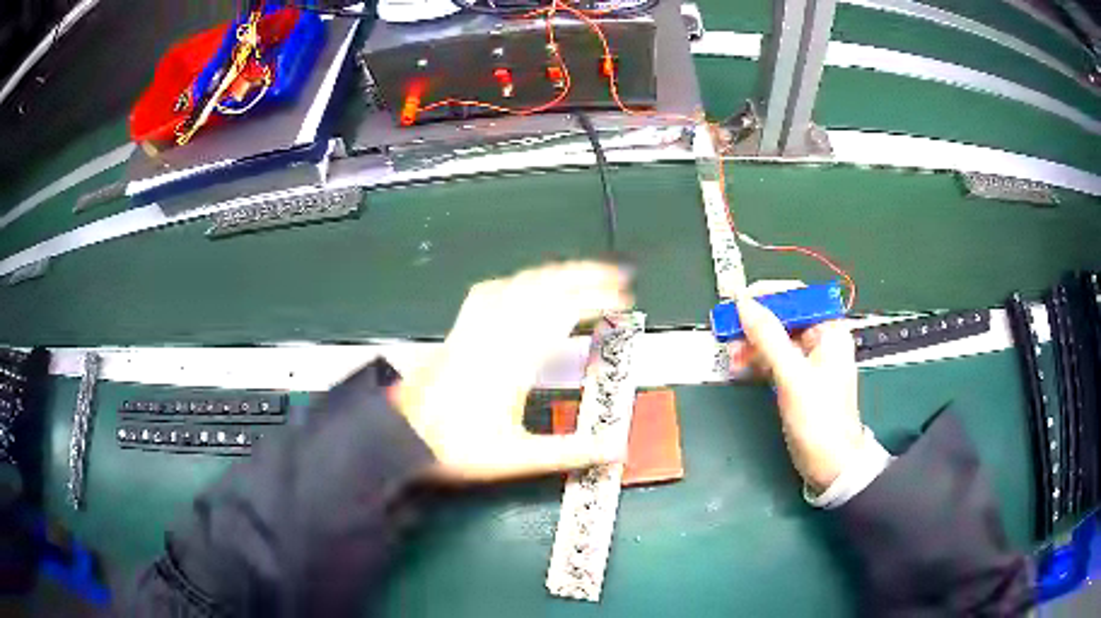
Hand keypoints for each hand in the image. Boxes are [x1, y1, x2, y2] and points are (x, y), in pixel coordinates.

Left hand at [396, 262, 632, 481]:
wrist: (402, 436)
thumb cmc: (457, 447)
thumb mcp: (519, 457)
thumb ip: (572, 452)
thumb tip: (616, 450)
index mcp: (516, 362)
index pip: (564, 314)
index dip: (598, 300)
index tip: (623, 300)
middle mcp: (497, 334)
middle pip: (545, 288)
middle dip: (586, 276)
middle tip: (616, 278)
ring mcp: (475, 327)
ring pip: (520, 284)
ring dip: (556, 274)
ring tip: (581, 274)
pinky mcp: (460, 330)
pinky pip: (490, 291)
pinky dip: (516, 282)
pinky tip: (524, 285)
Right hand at [732, 284, 863, 491]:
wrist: (830, 465)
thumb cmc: (819, 418)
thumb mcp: (792, 375)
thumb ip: (768, 337)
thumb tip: (743, 302)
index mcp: (829, 331)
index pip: (797, 297)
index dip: (767, 295)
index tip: (737, 301)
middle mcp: (820, 340)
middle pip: (783, 318)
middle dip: (755, 323)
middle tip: (727, 330)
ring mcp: (808, 362)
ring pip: (775, 340)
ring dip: (751, 344)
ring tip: (730, 354)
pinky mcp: (797, 380)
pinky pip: (773, 360)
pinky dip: (756, 361)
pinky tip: (739, 367)